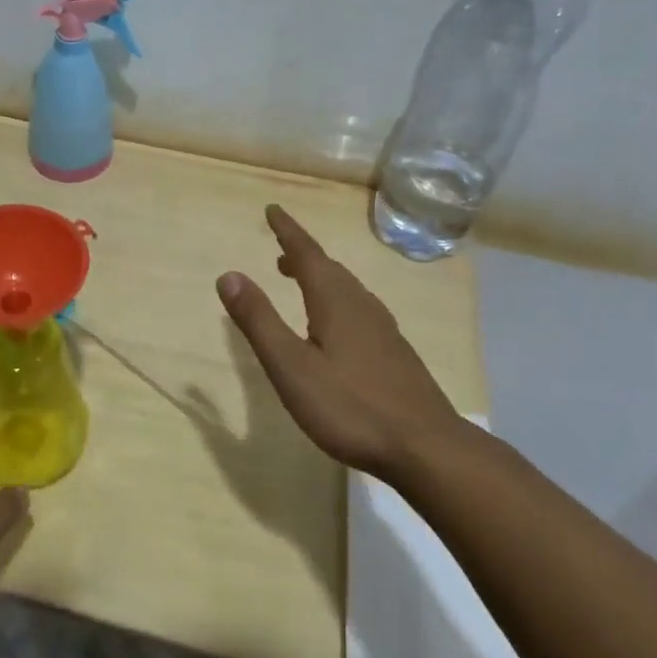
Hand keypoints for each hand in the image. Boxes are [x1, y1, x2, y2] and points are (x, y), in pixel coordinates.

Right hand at [217, 204, 467, 479]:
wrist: (428, 448)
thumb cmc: (350, 406)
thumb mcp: (291, 366)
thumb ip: (259, 320)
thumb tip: (229, 274)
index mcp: (335, 302)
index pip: (307, 253)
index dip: (288, 230)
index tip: (272, 210)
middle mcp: (362, 306)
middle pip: (329, 269)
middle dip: (302, 256)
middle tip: (279, 252)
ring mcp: (384, 330)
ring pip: (347, 290)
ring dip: (321, 278)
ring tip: (301, 283)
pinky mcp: (395, 354)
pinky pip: (360, 309)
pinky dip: (338, 301)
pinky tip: (338, 327)